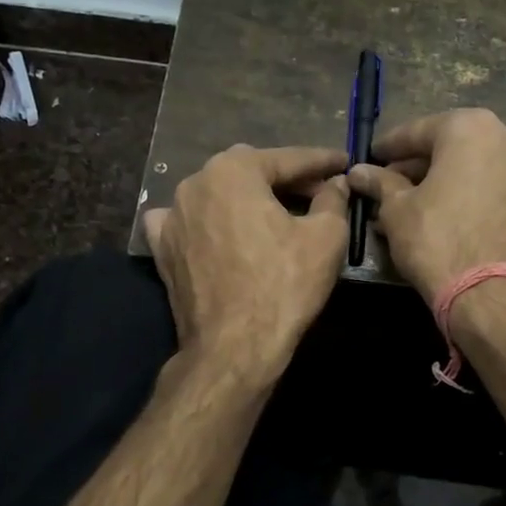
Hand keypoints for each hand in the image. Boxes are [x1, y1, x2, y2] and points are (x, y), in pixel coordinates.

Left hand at [142, 144, 349, 379]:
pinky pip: (187, 222)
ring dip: (247, 198)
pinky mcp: (162, 249)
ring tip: (275, 213)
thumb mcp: (325, 238)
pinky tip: (218, 229)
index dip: (322, 161)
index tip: (344, 162)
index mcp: (234, 170)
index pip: (288, 159)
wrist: (233, 346)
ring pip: (218, 194)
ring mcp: (172, 216)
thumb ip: (332, 200)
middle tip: (317, 191)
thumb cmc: (283, 286)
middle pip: (250, 171)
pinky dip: (207, 220)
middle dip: (285, 178)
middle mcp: (195, 182)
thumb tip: (335, 184)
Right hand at [346, 108, 505, 301]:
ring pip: (473, 169)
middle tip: (388, 185)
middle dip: (418, 166)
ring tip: (411, 206)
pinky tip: (443, 217)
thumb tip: (359, 171)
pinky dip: (467, 196)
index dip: (389, 146)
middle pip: (450, 147)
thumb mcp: (397, 210)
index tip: (370, 158)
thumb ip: (380, 183)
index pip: (418, 131)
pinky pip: (491, 189)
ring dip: (442, 183)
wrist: (494, 294)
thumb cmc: (438, 240)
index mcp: (471, 128)